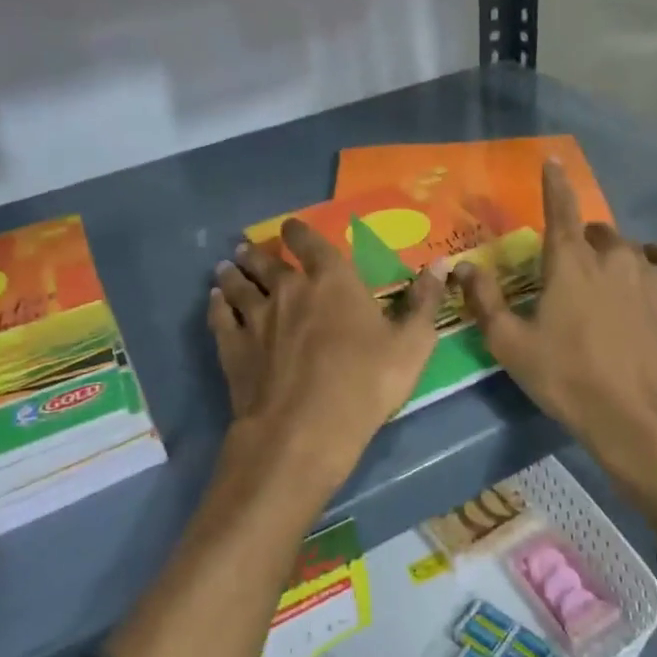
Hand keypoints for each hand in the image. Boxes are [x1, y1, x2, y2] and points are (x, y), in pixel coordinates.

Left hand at [210, 220, 445, 509]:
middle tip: (246, 247)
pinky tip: (214, 301)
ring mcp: (256, 317)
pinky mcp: (233, 347)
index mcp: (332, 281)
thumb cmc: (365, 383)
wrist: (304, 429)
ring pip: (238, 285)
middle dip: (258, 252)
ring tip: (225, 266)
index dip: (299, 232)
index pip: (311, 243)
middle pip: (267, 262)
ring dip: (232, 273)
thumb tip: (442, 264)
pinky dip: (216, 305)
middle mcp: (288, 289)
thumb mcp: (412, 345)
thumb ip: (425, 302)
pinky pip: (220, 316)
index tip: (290, 227)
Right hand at [455, 162, 656, 536]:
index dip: (554, 183)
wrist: (643, 421)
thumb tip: (463, 267)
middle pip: (594, 232)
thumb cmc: (569, 380)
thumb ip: (484, 301)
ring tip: (605, 285)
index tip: (553, 162)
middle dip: (579, 242)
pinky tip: (652, 275)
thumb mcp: (511, 346)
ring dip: (612, 256)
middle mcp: (613, 257)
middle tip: (566, 275)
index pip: (560, 207)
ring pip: (629, 247)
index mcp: (570, 262)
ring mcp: (652, 275)